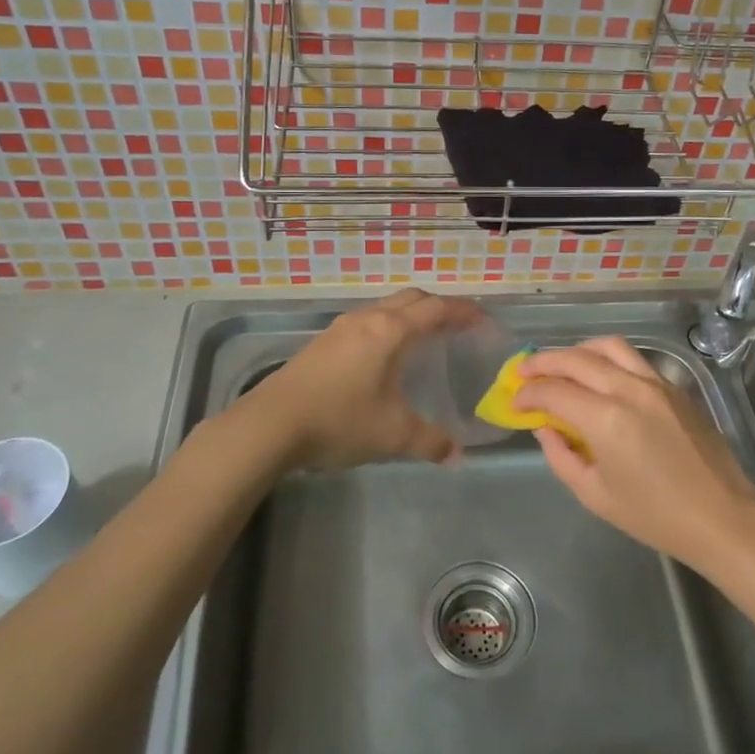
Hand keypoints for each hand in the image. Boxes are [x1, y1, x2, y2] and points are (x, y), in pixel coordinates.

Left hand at [241, 288, 478, 469]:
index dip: (464, 312)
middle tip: (458, 327)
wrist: (270, 425)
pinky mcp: (322, 342)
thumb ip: (430, 441)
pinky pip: (367, 322)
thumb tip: (456, 455)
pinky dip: (388, 327)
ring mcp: (341, 328)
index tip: (485, 321)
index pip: (437, 309)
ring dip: (410, 315)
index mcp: (391, 331)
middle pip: (412, 298)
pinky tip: (384, 357)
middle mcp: (368, 319)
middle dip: (439, 307)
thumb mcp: (392, 434)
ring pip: (385, 307)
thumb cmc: (339, 420)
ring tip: (424, 340)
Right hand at [515, 337, 754, 568]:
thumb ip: (561, 456)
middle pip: (576, 359)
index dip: (528, 393)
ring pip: (608, 346)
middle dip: (543, 362)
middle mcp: (629, 390)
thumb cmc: (655, 516)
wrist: (721, 517)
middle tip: (524, 373)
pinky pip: (633, 359)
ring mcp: (656, 383)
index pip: (554, 390)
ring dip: (576, 350)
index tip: (515, 402)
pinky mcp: (674, 387)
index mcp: (606, 420)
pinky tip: (598, 375)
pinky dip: (606, 358)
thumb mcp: (595, 495)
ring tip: (560, 365)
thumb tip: (544, 427)